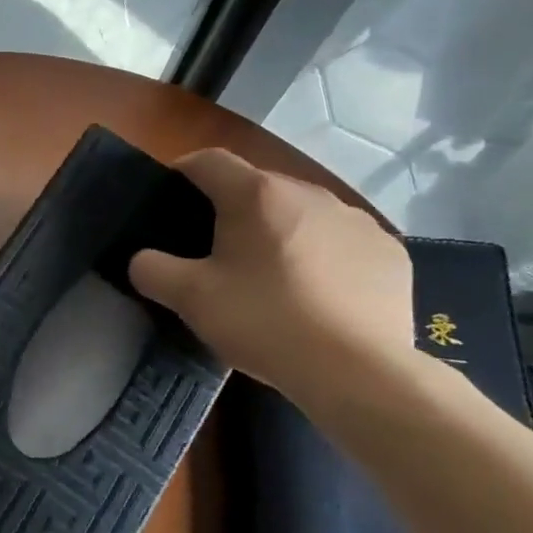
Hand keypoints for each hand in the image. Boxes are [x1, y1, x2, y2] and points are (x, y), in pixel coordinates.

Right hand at [129, 149, 415, 406]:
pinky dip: (324, 258)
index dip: (183, 172)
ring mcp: (357, 221)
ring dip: (282, 233)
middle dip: (235, 211)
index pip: (209, 161)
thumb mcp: (190, 299)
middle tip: (218, 253)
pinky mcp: (390, 253)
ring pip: (304, 214)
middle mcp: (310, 193)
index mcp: (257, 195)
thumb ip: (152, 270)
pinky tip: (319, 297)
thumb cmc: (264, 322)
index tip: (172, 199)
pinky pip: (343, 243)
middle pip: (259, 188)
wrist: (357, 371)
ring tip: (273, 279)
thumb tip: (142, 259)